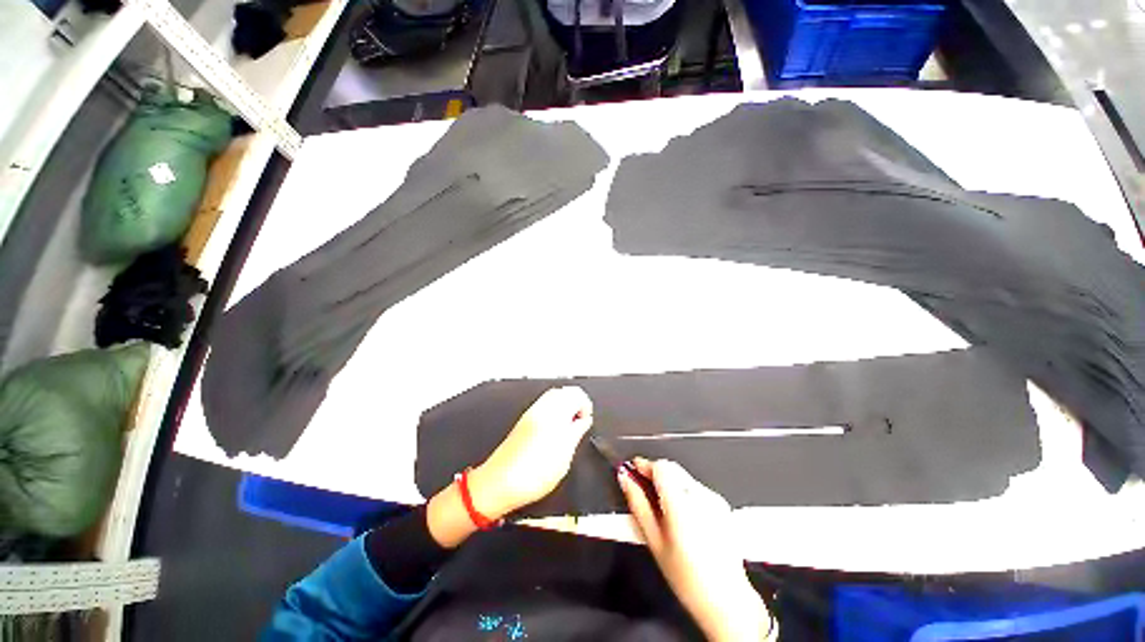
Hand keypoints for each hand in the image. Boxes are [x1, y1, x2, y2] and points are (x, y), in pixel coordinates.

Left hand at [469, 386, 593, 519]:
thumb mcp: (565, 455)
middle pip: (564, 391)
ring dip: (564, 405)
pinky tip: (555, 429)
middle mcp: (542, 408)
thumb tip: (584, 421)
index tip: (587, 420)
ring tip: (569, 426)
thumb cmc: (531, 474)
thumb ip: (577, 433)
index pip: (576, 394)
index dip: (586, 405)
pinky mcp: (524, 421)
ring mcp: (531, 413)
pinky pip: (543, 406)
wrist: (500, 482)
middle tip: (580, 421)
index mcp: (555, 413)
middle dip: (575, 402)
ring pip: (553, 397)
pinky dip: (553, 411)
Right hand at [620, 459, 773, 641]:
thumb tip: (625, 478)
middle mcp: (701, 496)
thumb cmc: (687, 577)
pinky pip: (697, 488)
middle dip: (655, 473)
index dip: (644, 464)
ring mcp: (714, 499)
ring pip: (684, 477)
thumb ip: (638, 503)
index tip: (633, 468)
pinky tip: (684, 517)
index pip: (660, 466)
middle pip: (672, 469)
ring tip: (663, 508)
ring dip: (670, 483)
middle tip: (643, 488)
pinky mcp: (722, 505)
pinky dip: (685, 493)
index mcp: (681, 504)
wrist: (726, 599)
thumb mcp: (654, 541)